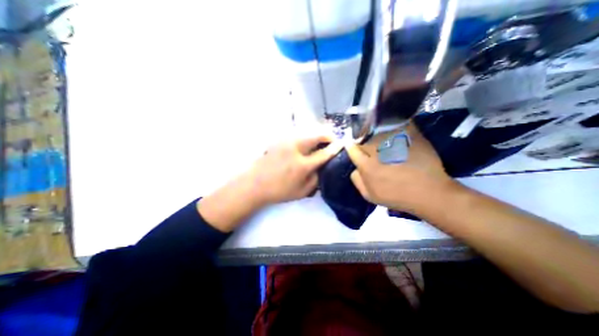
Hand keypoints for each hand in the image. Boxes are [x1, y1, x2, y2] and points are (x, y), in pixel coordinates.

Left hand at [199, 134, 341, 233]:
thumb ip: (315, 179)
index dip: (335, 148)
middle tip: (331, 141)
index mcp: (302, 165)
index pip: (324, 153)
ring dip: (317, 135)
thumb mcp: (301, 192)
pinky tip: (306, 144)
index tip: (342, 144)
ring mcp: (286, 142)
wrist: (254, 184)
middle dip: (327, 136)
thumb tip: (322, 167)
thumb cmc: (278, 191)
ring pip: (307, 132)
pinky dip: (306, 137)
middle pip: (316, 135)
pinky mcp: (279, 140)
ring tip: (320, 142)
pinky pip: (298, 135)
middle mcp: (295, 149)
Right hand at [347, 124, 454, 214]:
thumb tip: (354, 169)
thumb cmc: (397, 197)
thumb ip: (357, 181)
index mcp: (367, 167)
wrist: (429, 193)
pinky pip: (399, 126)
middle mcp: (378, 153)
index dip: (351, 146)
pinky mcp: (410, 138)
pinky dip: (395, 125)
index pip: (353, 150)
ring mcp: (394, 144)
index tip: (352, 144)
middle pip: (364, 140)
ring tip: (378, 133)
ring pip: (378, 131)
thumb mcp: (370, 196)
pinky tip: (395, 127)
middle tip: (366, 141)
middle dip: (362, 140)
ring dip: (376, 132)